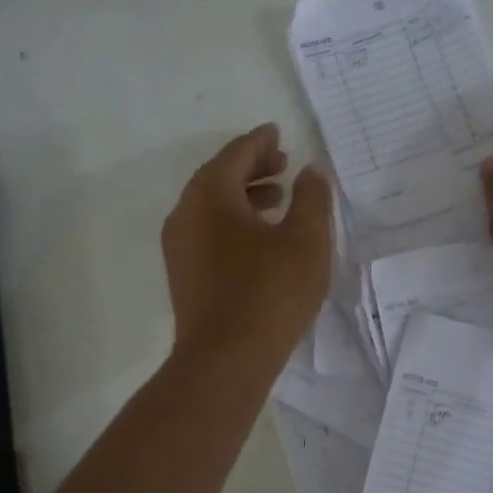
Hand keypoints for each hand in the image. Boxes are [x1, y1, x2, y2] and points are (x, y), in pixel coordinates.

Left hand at [162, 124, 332, 365]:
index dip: (260, 141)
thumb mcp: (306, 241)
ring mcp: (179, 246)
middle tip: (283, 163)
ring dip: (243, 196)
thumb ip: (312, 198)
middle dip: (252, 167)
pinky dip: (232, 221)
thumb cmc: (270, 293)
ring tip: (278, 199)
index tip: (277, 133)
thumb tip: (311, 171)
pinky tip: (259, 239)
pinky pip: (207, 231)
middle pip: (218, 177)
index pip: (235, 154)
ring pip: (211, 206)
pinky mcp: (184, 273)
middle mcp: (185, 213)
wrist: (225, 360)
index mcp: (211, 195)